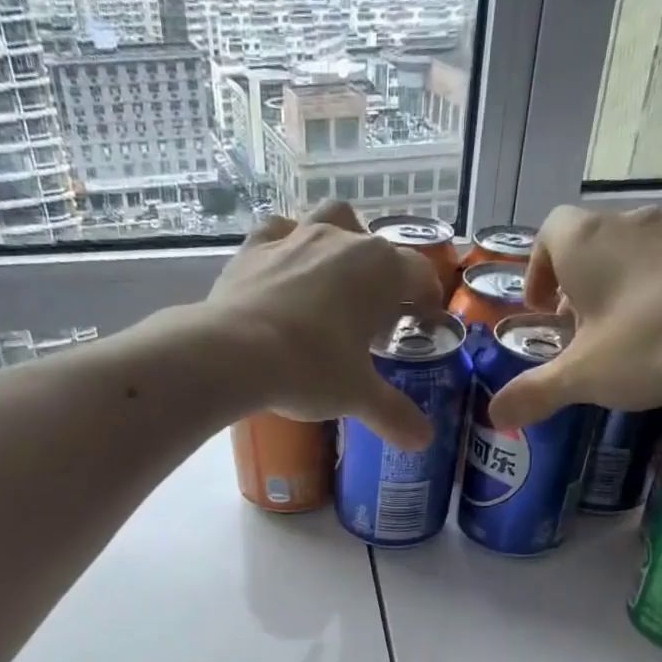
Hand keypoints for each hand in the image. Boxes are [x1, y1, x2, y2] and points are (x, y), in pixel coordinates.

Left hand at [207, 201, 441, 449]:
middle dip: (382, 275)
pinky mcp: (254, 247)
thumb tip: (425, 440)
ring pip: (330, 222)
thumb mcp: (357, 396)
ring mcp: (296, 237)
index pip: (419, 275)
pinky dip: (287, 245)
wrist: (235, 353)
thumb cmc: (310, 369)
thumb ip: (394, 414)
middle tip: (374, 314)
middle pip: (376, 247)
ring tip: (334, 278)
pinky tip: (285, 267)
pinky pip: (279, 233)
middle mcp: (342, 240)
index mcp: (379, 270)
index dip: (427, 299)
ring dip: (341, 241)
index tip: (423, 322)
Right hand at [485, 206, 661, 430]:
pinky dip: (659, 284)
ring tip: (619, 329)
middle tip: (576, 330)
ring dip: (617, 282)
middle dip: (575, 283)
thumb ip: (533, 393)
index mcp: (586, 241)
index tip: (542, 310)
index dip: (537, 270)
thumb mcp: (578, 377)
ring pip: (632, 248)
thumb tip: (494, 415)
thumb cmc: (642, 346)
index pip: (548, 232)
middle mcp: (630, 223)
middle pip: (589, 240)